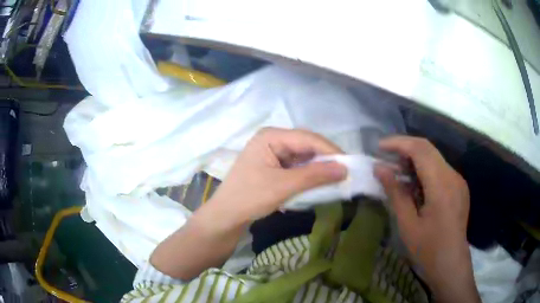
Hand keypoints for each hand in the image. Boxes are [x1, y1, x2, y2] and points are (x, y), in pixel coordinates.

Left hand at [201, 127, 346, 227]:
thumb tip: (345, 169)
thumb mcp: (284, 186)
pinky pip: (297, 166)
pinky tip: (319, 181)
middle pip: (306, 145)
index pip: (307, 138)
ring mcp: (272, 152)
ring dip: (318, 168)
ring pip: (303, 156)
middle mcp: (272, 139)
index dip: (330, 150)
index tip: (349, 164)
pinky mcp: (274, 165)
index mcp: (271, 136)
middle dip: (325, 159)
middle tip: (345, 172)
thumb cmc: (250, 197)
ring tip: (336, 178)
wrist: (226, 216)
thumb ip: (314, 175)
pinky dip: (309, 174)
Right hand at [374, 136, 479, 302]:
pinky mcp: (459, 187)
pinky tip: (415, 184)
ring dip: (415, 158)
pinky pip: (440, 169)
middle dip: (405, 147)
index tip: (379, 147)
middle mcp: (453, 176)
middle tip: (385, 157)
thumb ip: (395, 193)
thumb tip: (379, 169)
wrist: (451, 263)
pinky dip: (424, 169)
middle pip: (428, 149)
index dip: (399, 143)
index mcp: (441, 185)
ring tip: (397, 171)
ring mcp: (458, 180)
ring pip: (434, 157)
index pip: (420, 149)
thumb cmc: (428, 248)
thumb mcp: (407, 224)